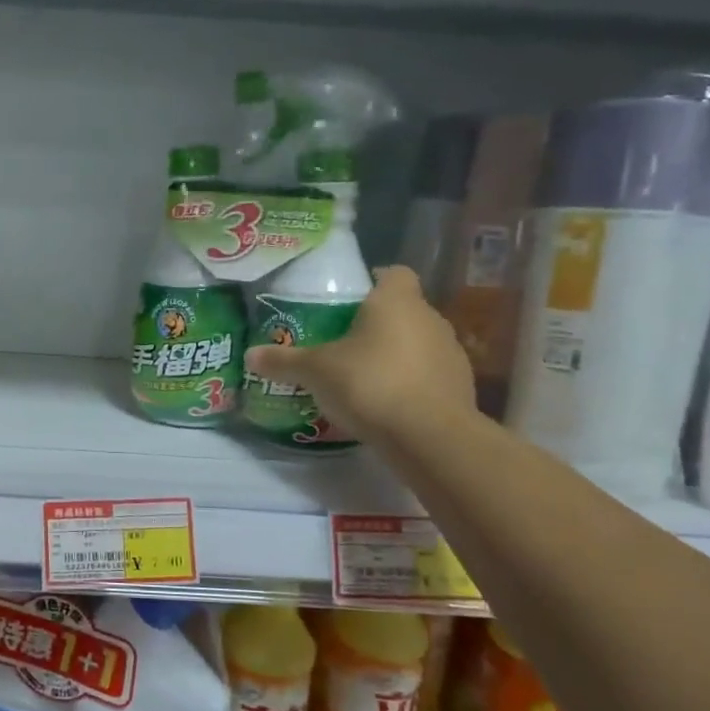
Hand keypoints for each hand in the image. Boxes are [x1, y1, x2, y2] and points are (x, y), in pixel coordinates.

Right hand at [243, 265, 473, 443]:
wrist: (430, 437)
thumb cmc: (370, 384)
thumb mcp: (315, 372)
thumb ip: (283, 361)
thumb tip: (249, 355)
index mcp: (396, 301)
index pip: (392, 273)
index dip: (371, 281)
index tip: (347, 300)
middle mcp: (430, 318)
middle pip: (402, 310)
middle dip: (376, 323)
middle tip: (342, 342)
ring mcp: (450, 353)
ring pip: (417, 343)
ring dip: (395, 354)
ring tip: (362, 377)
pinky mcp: (460, 387)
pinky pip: (427, 375)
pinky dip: (409, 383)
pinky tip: (385, 404)